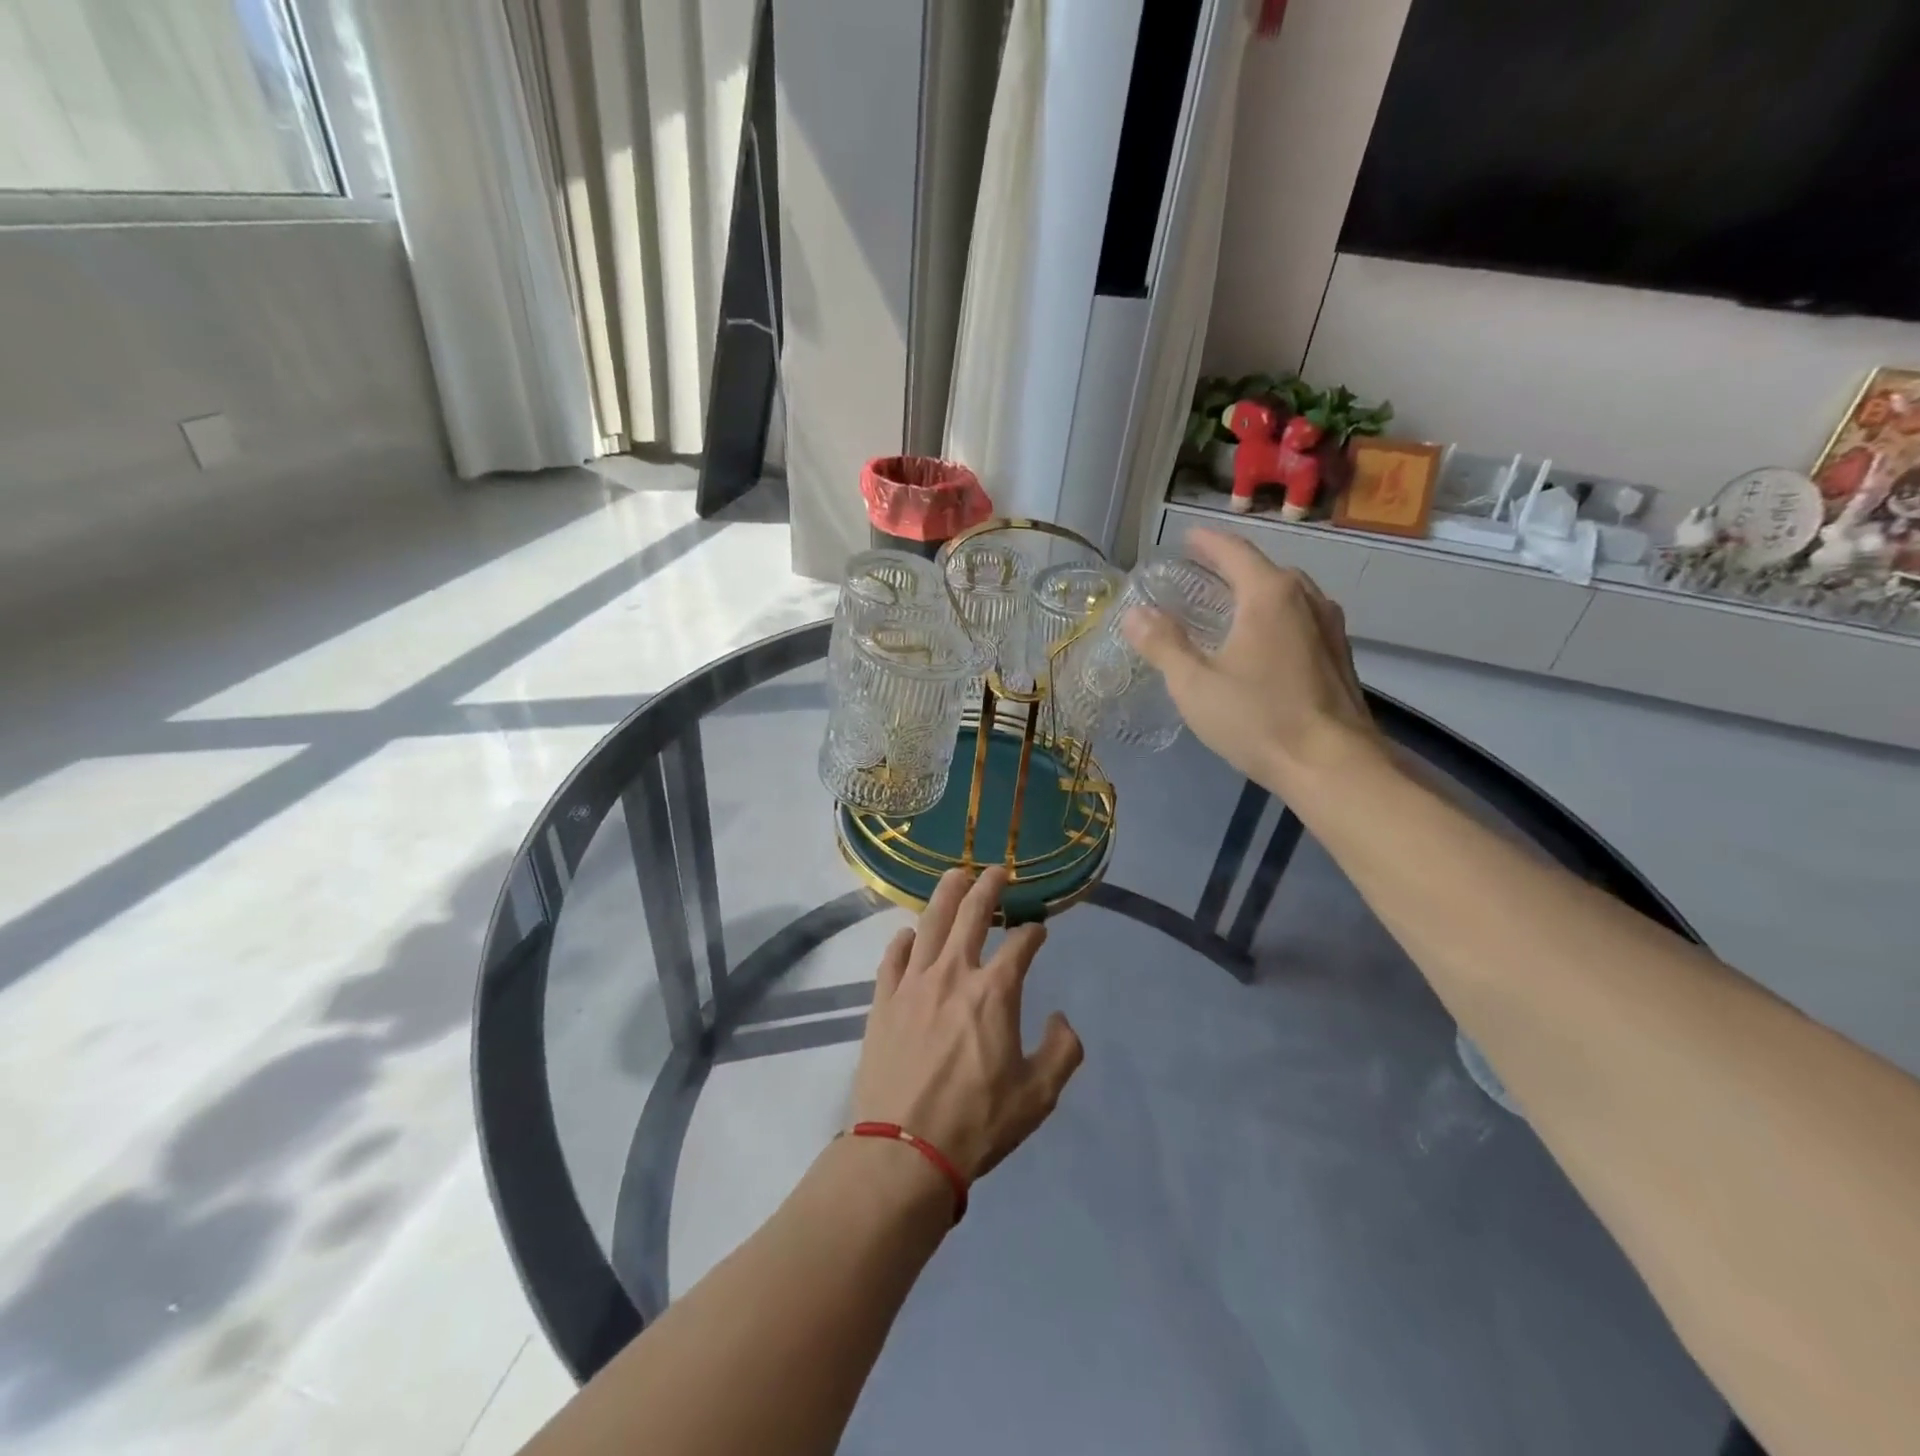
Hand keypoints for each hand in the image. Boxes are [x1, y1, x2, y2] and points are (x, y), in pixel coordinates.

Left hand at [852, 868, 1083, 1181]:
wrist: (904, 1150)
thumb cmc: (977, 1123)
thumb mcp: (1039, 1096)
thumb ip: (1063, 1051)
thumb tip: (1061, 1018)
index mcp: (994, 992)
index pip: (1020, 945)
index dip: (1034, 933)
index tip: (1039, 930)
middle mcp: (953, 973)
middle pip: (971, 914)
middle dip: (988, 887)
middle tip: (997, 870)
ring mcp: (913, 983)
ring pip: (930, 923)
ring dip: (946, 894)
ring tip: (955, 875)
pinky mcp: (883, 1000)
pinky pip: (894, 957)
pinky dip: (905, 940)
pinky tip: (911, 934)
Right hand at [1122, 527, 1384, 796]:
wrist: (1332, 765)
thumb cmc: (1258, 719)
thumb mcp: (1195, 684)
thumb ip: (1163, 644)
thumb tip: (1135, 614)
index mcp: (1270, 594)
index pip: (1234, 551)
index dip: (1207, 542)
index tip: (1186, 537)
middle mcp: (1306, 598)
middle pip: (1264, 568)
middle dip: (1230, 566)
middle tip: (1200, 574)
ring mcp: (1329, 626)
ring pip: (1287, 593)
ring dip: (1256, 591)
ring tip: (1229, 604)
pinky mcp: (1339, 654)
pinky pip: (1300, 617)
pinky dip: (1275, 615)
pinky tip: (1261, 641)